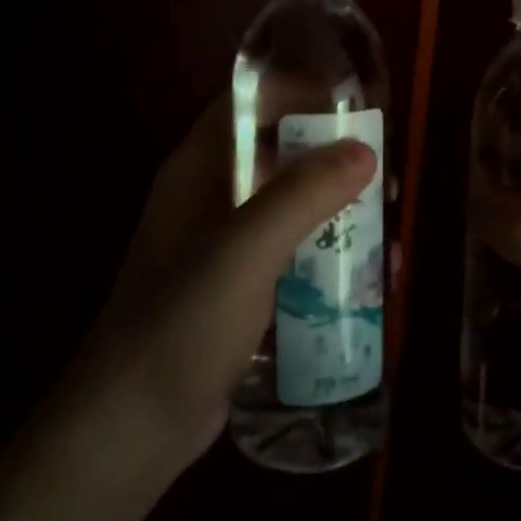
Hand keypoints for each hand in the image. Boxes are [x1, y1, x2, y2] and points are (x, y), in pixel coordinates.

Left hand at [66, 96, 375, 481]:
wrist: (132, 428)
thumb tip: (365, 151)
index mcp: (199, 168)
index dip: (297, 92)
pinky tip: (367, 281)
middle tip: (383, 178)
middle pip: (278, 153)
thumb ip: (303, 194)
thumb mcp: (246, 249)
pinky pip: (291, 253)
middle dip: (332, 159)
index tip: (353, 107)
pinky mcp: (239, 288)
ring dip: (338, 212)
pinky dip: (327, 256)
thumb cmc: (182, 321)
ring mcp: (223, 245)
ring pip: (290, 206)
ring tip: (388, 233)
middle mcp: (210, 195)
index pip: (248, 103)